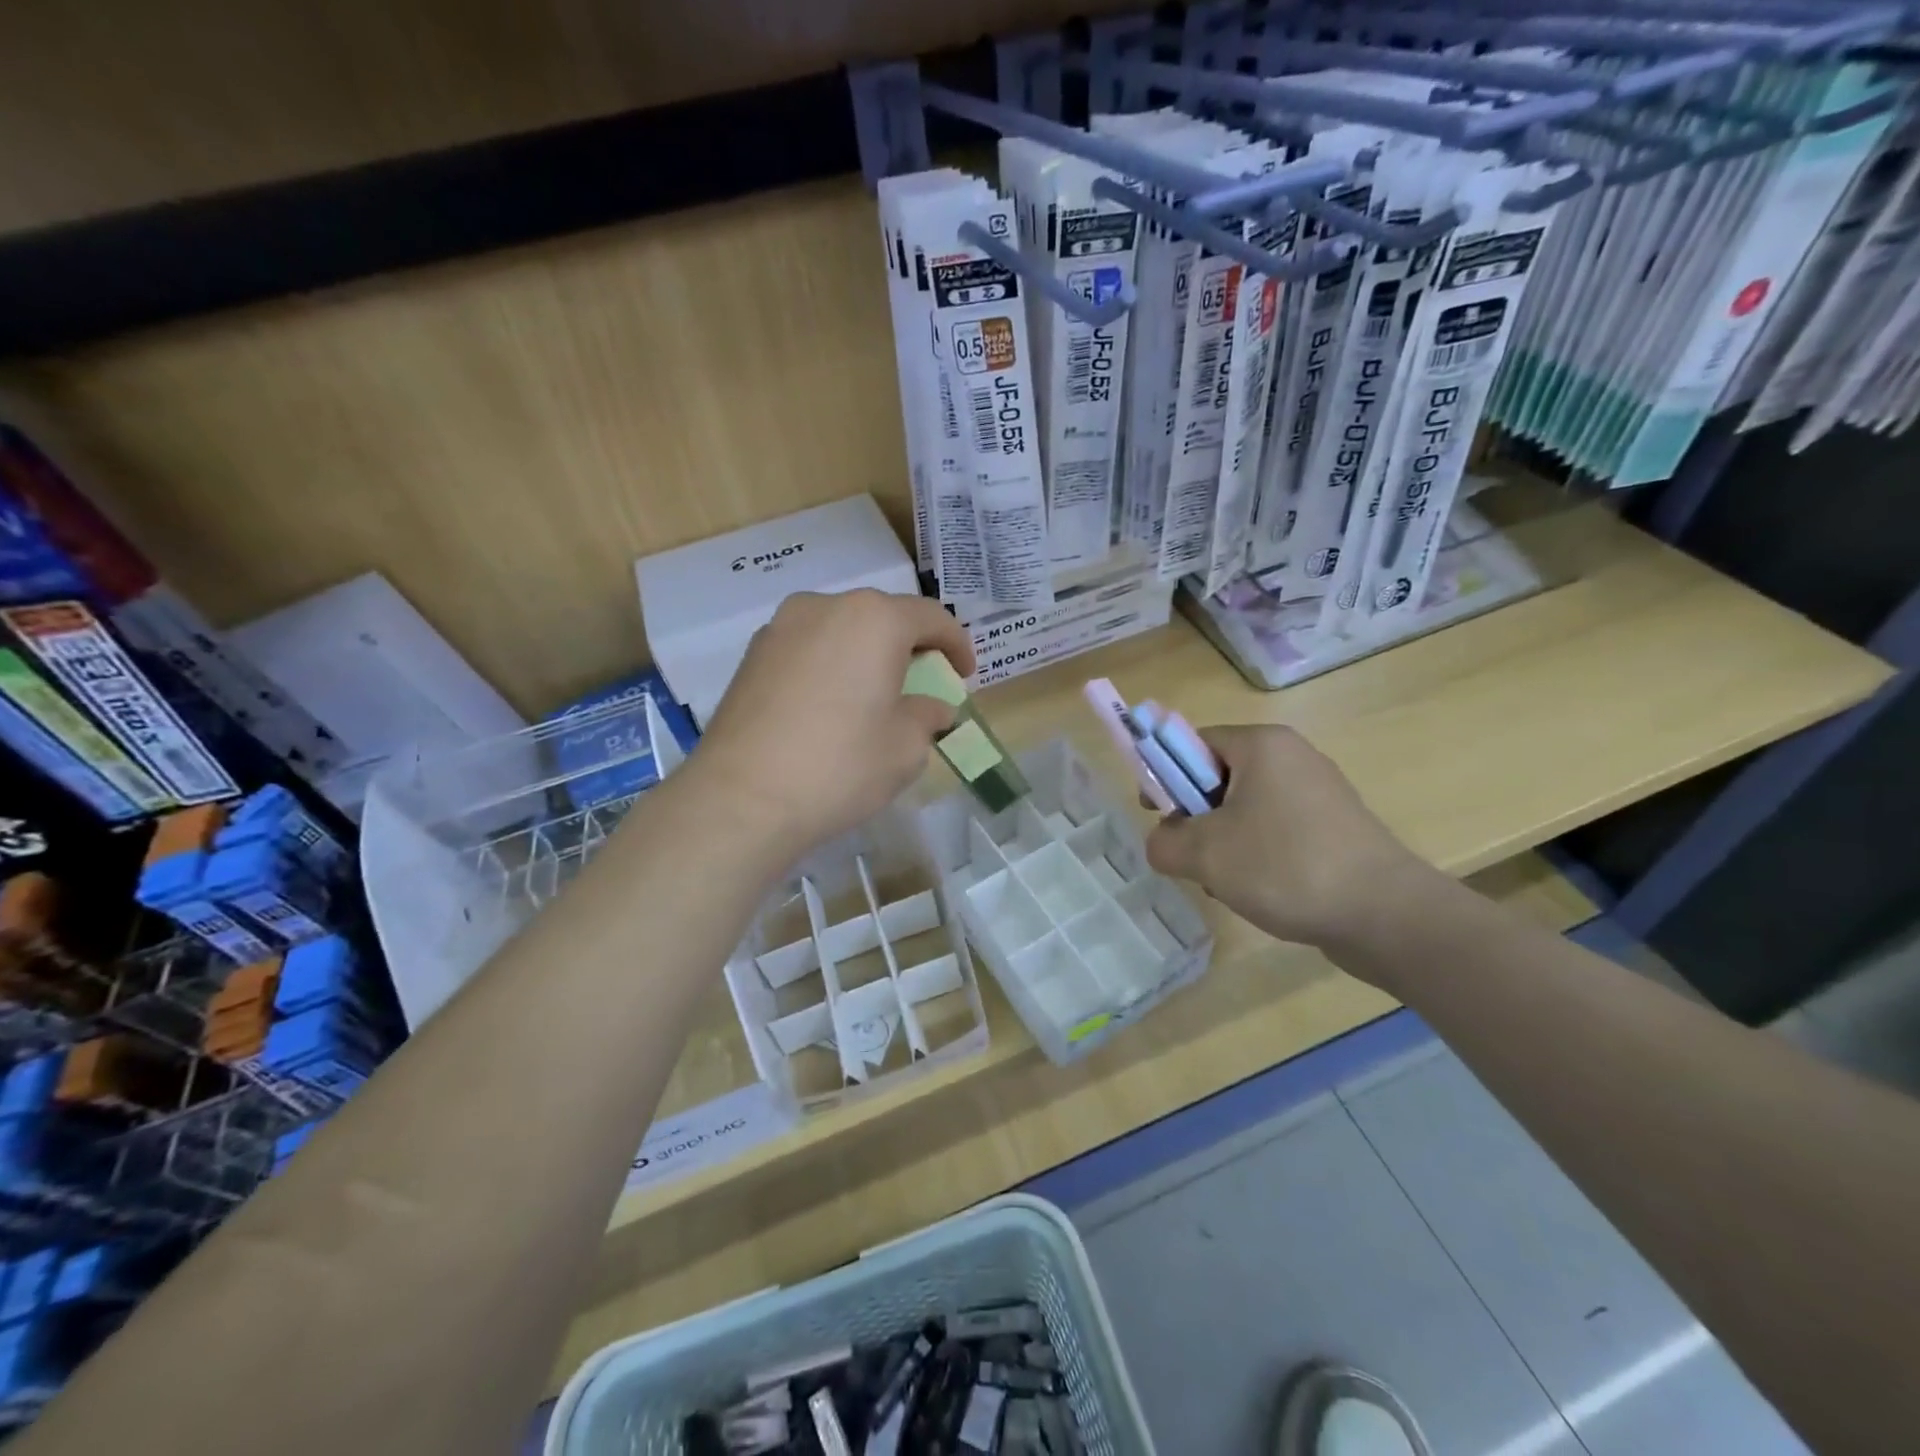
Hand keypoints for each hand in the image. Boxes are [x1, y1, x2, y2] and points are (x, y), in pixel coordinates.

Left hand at [688, 590, 974, 859]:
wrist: (742, 799)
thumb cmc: (841, 766)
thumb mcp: (906, 747)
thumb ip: (927, 716)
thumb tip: (931, 707)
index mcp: (874, 619)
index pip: (930, 617)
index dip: (956, 644)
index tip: (964, 674)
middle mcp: (825, 607)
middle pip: (882, 617)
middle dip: (909, 647)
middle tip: (922, 684)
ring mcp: (780, 628)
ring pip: (840, 630)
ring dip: (866, 654)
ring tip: (873, 695)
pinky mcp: (751, 655)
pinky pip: (808, 649)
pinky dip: (830, 666)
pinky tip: (830, 706)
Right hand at [1145, 725, 1431, 948]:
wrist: (1385, 915)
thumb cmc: (1285, 866)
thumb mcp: (1204, 854)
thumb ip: (1163, 842)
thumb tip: (1163, 842)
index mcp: (1262, 745)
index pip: (1192, 742)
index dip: (1164, 774)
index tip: (1156, 815)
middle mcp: (1292, 757)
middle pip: (1219, 776)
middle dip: (1196, 817)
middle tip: (1190, 854)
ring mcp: (1319, 793)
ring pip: (1245, 809)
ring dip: (1223, 842)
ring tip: (1226, 881)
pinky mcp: (1335, 828)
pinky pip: (1276, 830)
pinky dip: (1257, 855)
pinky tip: (1259, 890)